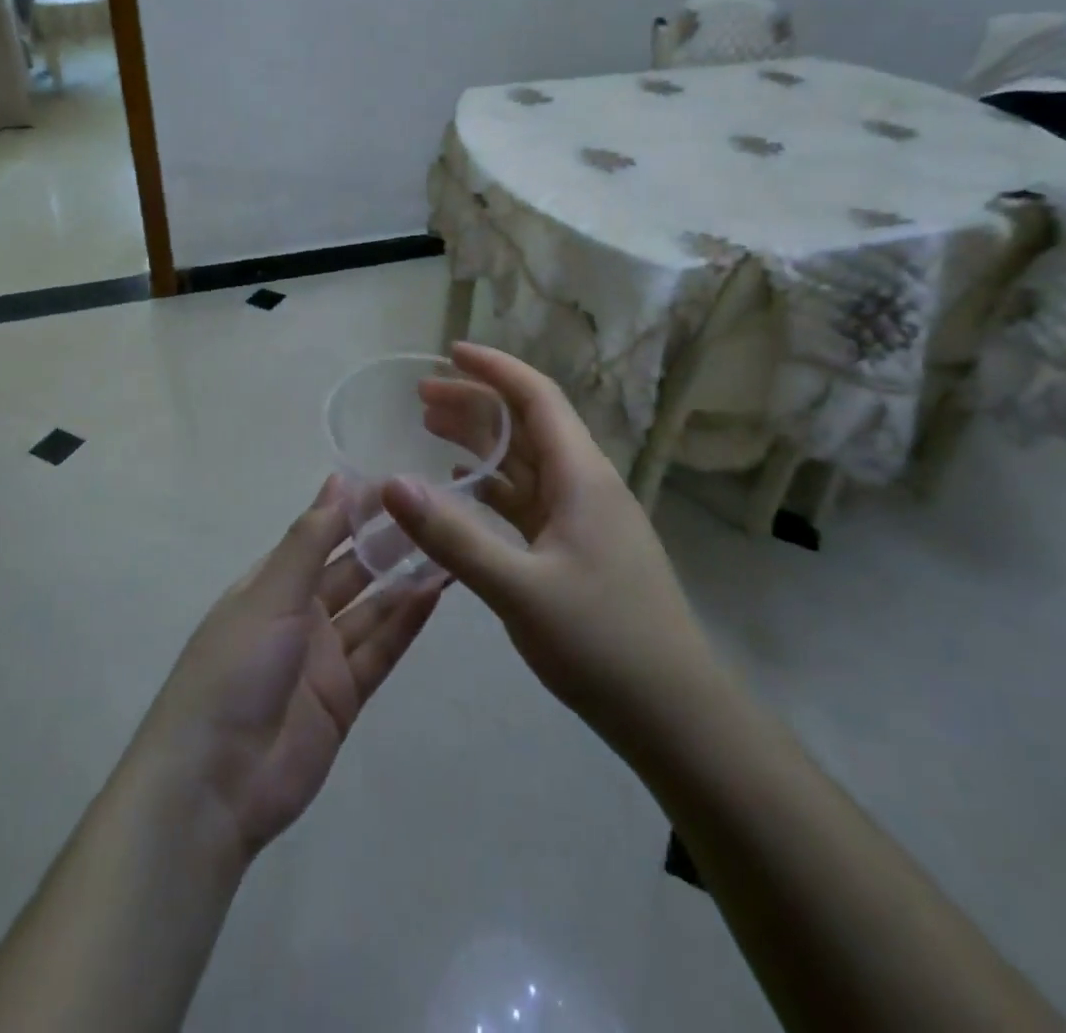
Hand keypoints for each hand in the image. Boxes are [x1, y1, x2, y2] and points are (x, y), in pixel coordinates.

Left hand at [129, 477, 444, 859]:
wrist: (215, 784)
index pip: (320, 534)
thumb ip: (310, 540)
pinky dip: (406, 624)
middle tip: (434, 512)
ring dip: (405, 582)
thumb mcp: (270, 594)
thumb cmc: (235, 669)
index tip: (398, 484)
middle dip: (387, 543)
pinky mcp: (345, 697)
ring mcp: (323, 658)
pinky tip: (435, 594)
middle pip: (351, 570)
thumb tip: (338, 479)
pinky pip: (381, 651)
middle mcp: (299, 615)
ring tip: (448, 549)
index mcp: (272, 584)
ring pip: (373, 610)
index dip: (355, 510)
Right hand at [383, 343, 709, 763]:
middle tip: (420, 397)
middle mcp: (584, 484)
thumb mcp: (520, 588)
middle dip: (476, 403)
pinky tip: (464, 488)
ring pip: (525, 462)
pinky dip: (493, 486)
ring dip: (482, 442)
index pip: (537, 397)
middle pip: (526, 424)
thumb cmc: (603, 642)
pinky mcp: (577, 547)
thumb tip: (391, 483)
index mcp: (581, 476)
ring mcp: (583, 517)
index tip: (451, 352)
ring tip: (430, 430)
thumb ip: (453, 536)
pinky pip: (528, 499)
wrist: (673, 712)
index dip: (494, 369)